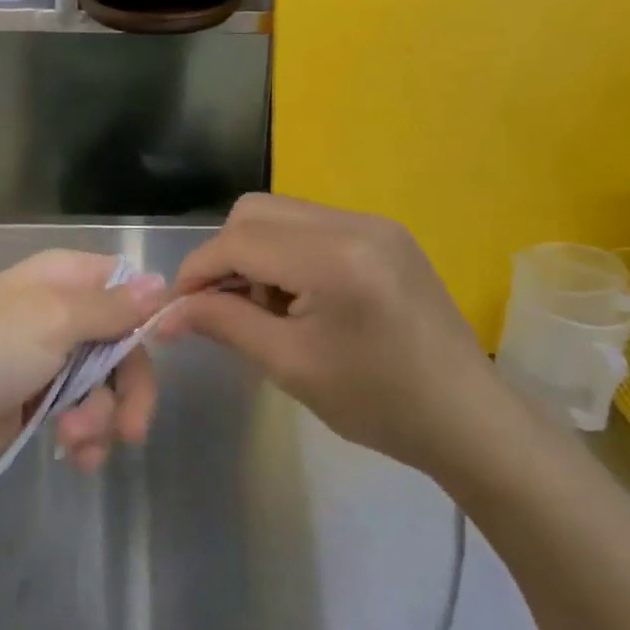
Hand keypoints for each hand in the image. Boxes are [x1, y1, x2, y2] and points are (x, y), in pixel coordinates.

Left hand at [0, 250, 166, 475]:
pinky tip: (77, 457)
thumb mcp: (53, 320)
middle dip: (129, 388)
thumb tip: (163, 284)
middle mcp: (62, 313)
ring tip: (76, 442)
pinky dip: (86, 436)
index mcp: (64, 279)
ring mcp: (50, 359)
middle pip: (124, 344)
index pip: (126, 286)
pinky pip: (83, 414)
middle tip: (131, 430)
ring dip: (102, 418)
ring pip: (106, 385)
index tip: (160, 349)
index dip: (146, 317)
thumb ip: (112, 307)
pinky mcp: (39, 402)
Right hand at [155, 194, 501, 472]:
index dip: (197, 271)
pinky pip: (313, 225)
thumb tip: (163, 314)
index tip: (175, 309)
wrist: (466, 416)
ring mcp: (374, 222)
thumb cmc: (378, 403)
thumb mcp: (289, 366)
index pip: (239, 241)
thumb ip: (224, 324)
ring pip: (282, 214)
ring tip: (266, 309)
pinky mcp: (385, 233)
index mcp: (334, 258)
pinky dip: (287, 253)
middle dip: (225, 256)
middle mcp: (354, 223)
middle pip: (256, 212)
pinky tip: (299, 298)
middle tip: (222, 308)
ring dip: (256, 253)